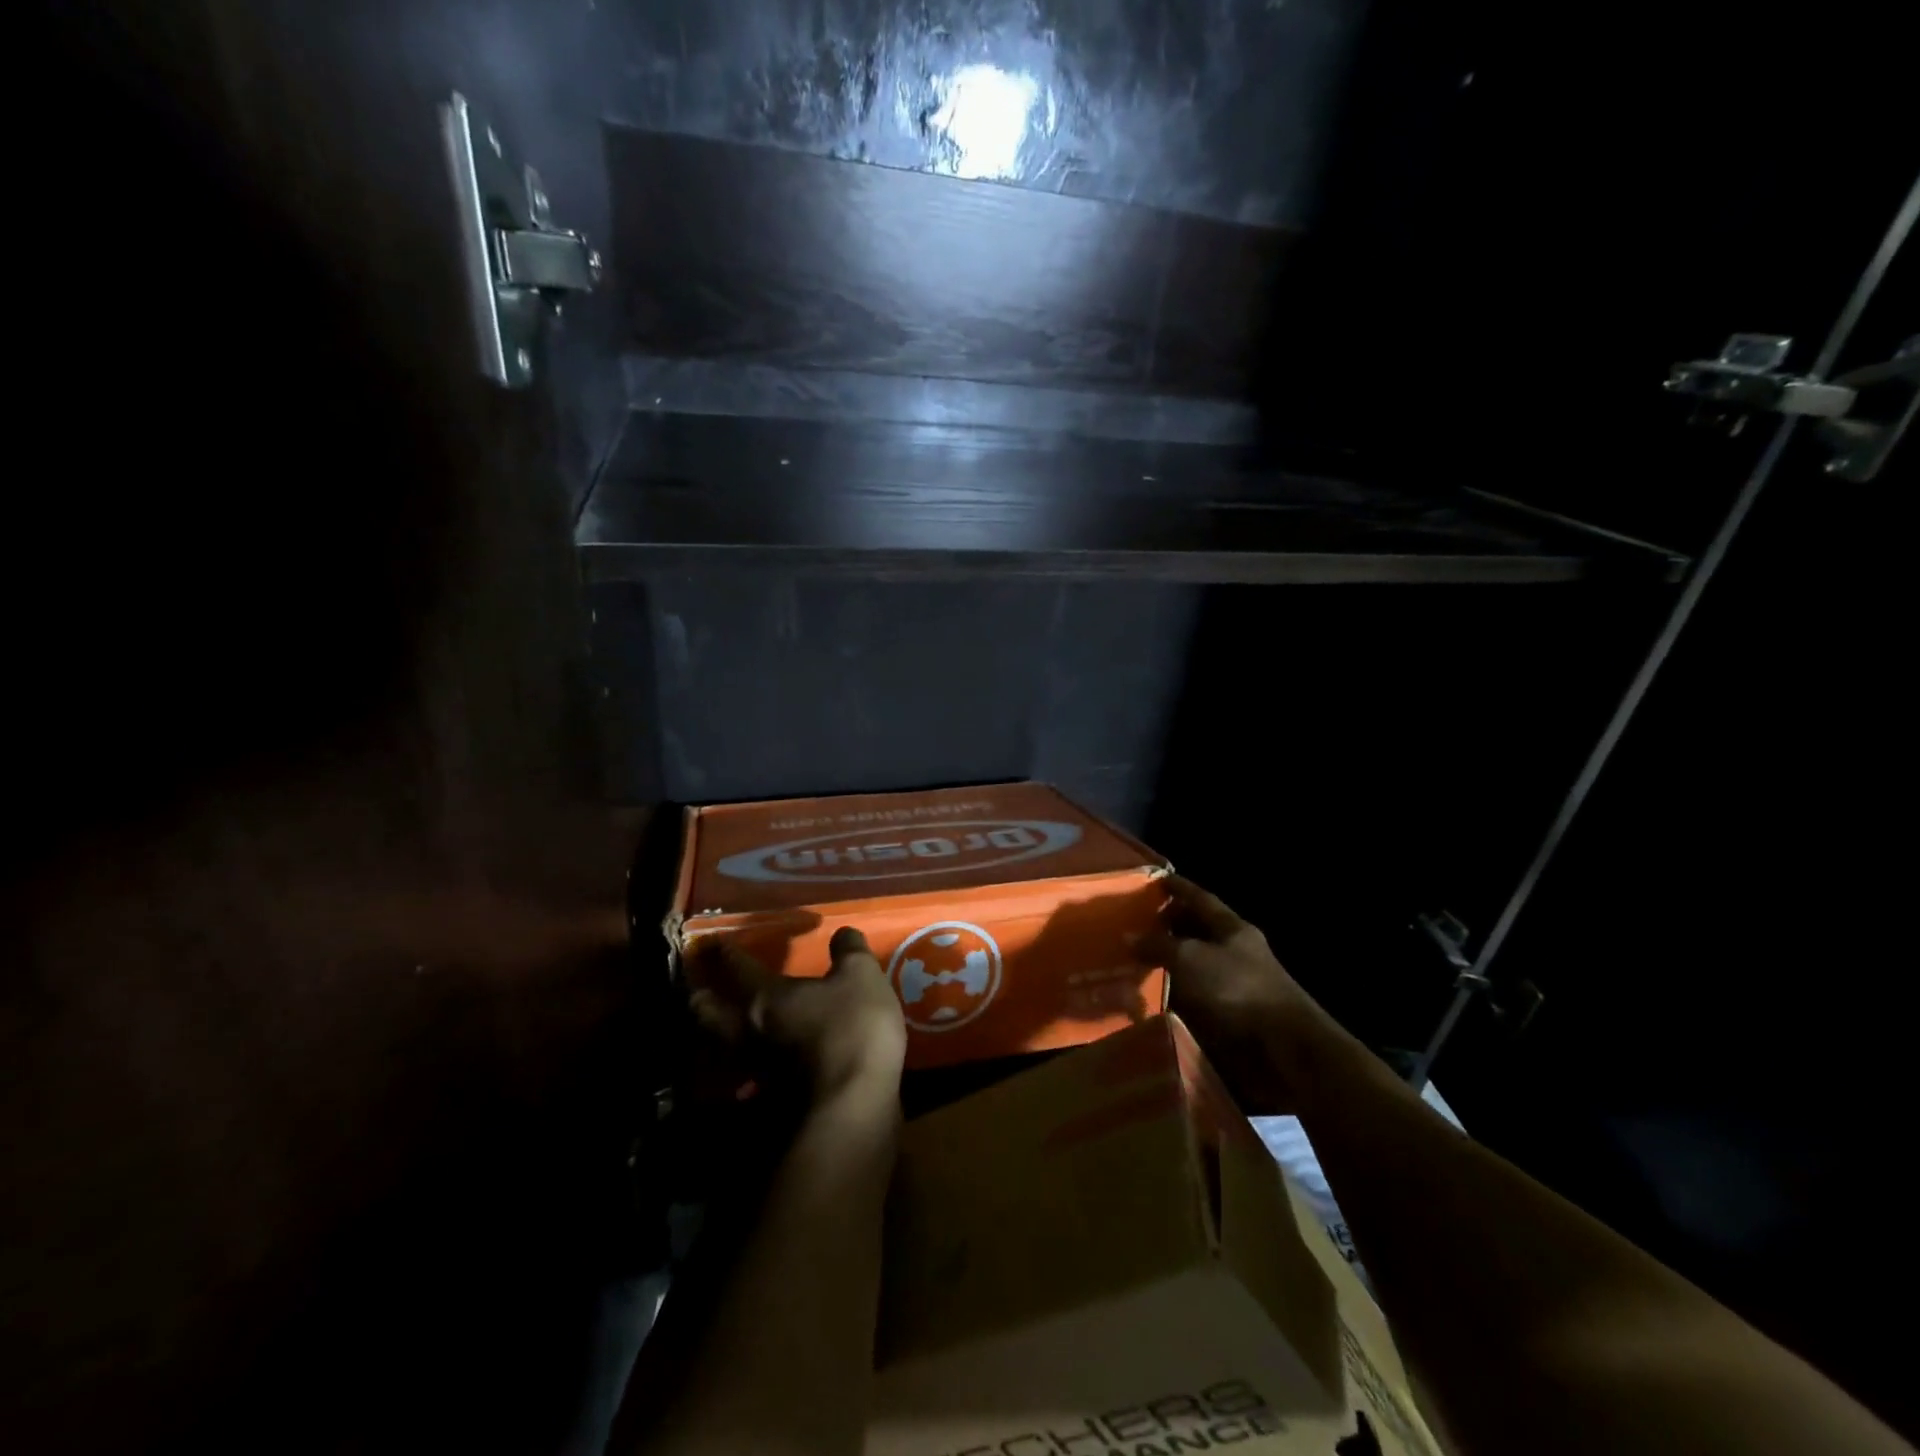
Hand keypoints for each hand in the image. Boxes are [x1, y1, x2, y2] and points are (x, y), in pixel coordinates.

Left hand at [689, 927, 906, 1106]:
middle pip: (709, 1014)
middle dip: (702, 999)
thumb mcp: (861, 976)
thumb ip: (849, 950)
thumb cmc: (852, 1028)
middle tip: (699, 989)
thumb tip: (842, 932)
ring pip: (722, 1047)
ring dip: (716, 1034)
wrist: (853, 1106)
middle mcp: (750, 1032)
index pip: (737, 967)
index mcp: (766, 996)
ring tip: (723, 1026)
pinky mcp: (770, 1100)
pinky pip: (746, 1075)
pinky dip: (744, 1065)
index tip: (716, 944)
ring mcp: (756, 1070)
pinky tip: (758, 1062)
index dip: (726, 953)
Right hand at [1140, 877, 1324, 1114]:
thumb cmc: (1237, 988)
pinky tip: (1149, 993)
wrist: (1282, 1049)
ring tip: (1134, 958)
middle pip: (1197, 930)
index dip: (1178, 888)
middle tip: (1135, 922)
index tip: (1156, 879)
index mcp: (1232, 928)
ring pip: (1194, 964)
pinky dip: (1172, 993)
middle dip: (1169, 924)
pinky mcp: (1229, 1015)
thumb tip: (1129, 937)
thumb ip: (1158, 945)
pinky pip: (1193, 995)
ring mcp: (1232, 984)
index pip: (1200, 898)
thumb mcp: (1190, 958)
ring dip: (1168, 961)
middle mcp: (1233, 951)